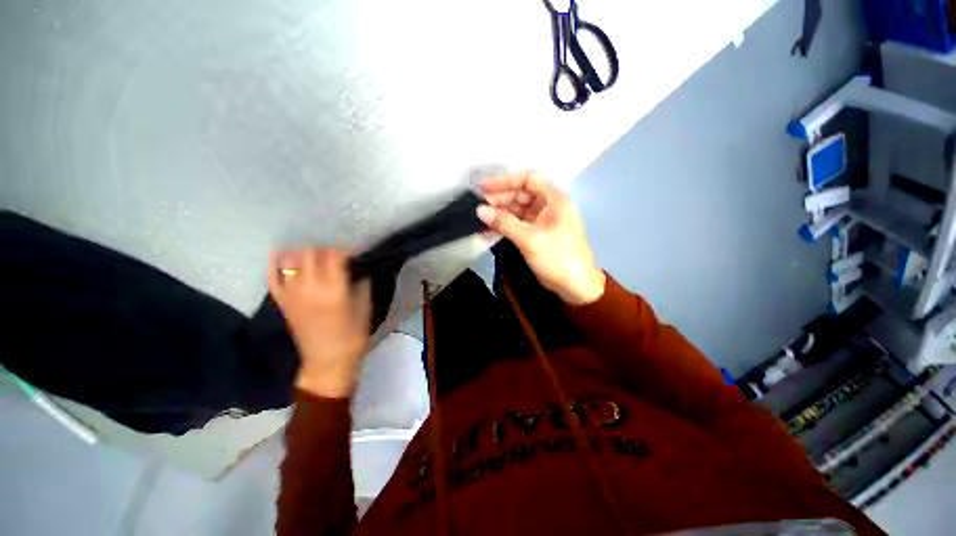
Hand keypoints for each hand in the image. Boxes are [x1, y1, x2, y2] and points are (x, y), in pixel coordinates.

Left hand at [268, 248, 370, 398]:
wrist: (328, 361)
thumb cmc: (353, 335)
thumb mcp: (365, 307)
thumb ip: (362, 283)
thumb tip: (359, 267)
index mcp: (334, 290)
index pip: (335, 256)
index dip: (345, 250)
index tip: (354, 253)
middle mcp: (310, 288)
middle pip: (311, 254)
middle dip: (325, 249)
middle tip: (336, 256)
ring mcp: (292, 295)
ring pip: (290, 261)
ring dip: (303, 253)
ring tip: (315, 256)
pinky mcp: (282, 302)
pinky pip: (272, 278)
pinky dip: (276, 264)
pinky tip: (282, 255)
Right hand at [476, 171, 605, 304]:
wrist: (574, 286)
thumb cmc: (557, 258)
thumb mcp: (530, 239)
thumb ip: (504, 223)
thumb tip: (480, 210)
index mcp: (554, 199)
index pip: (528, 180)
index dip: (505, 181)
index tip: (484, 187)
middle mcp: (548, 206)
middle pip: (521, 194)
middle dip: (500, 198)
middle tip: (478, 205)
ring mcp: (541, 220)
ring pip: (517, 210)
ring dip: (499, 213)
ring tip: (480, 217)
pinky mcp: (536, 234)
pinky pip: (517, 224)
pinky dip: (504, 225)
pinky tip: (488, 229)